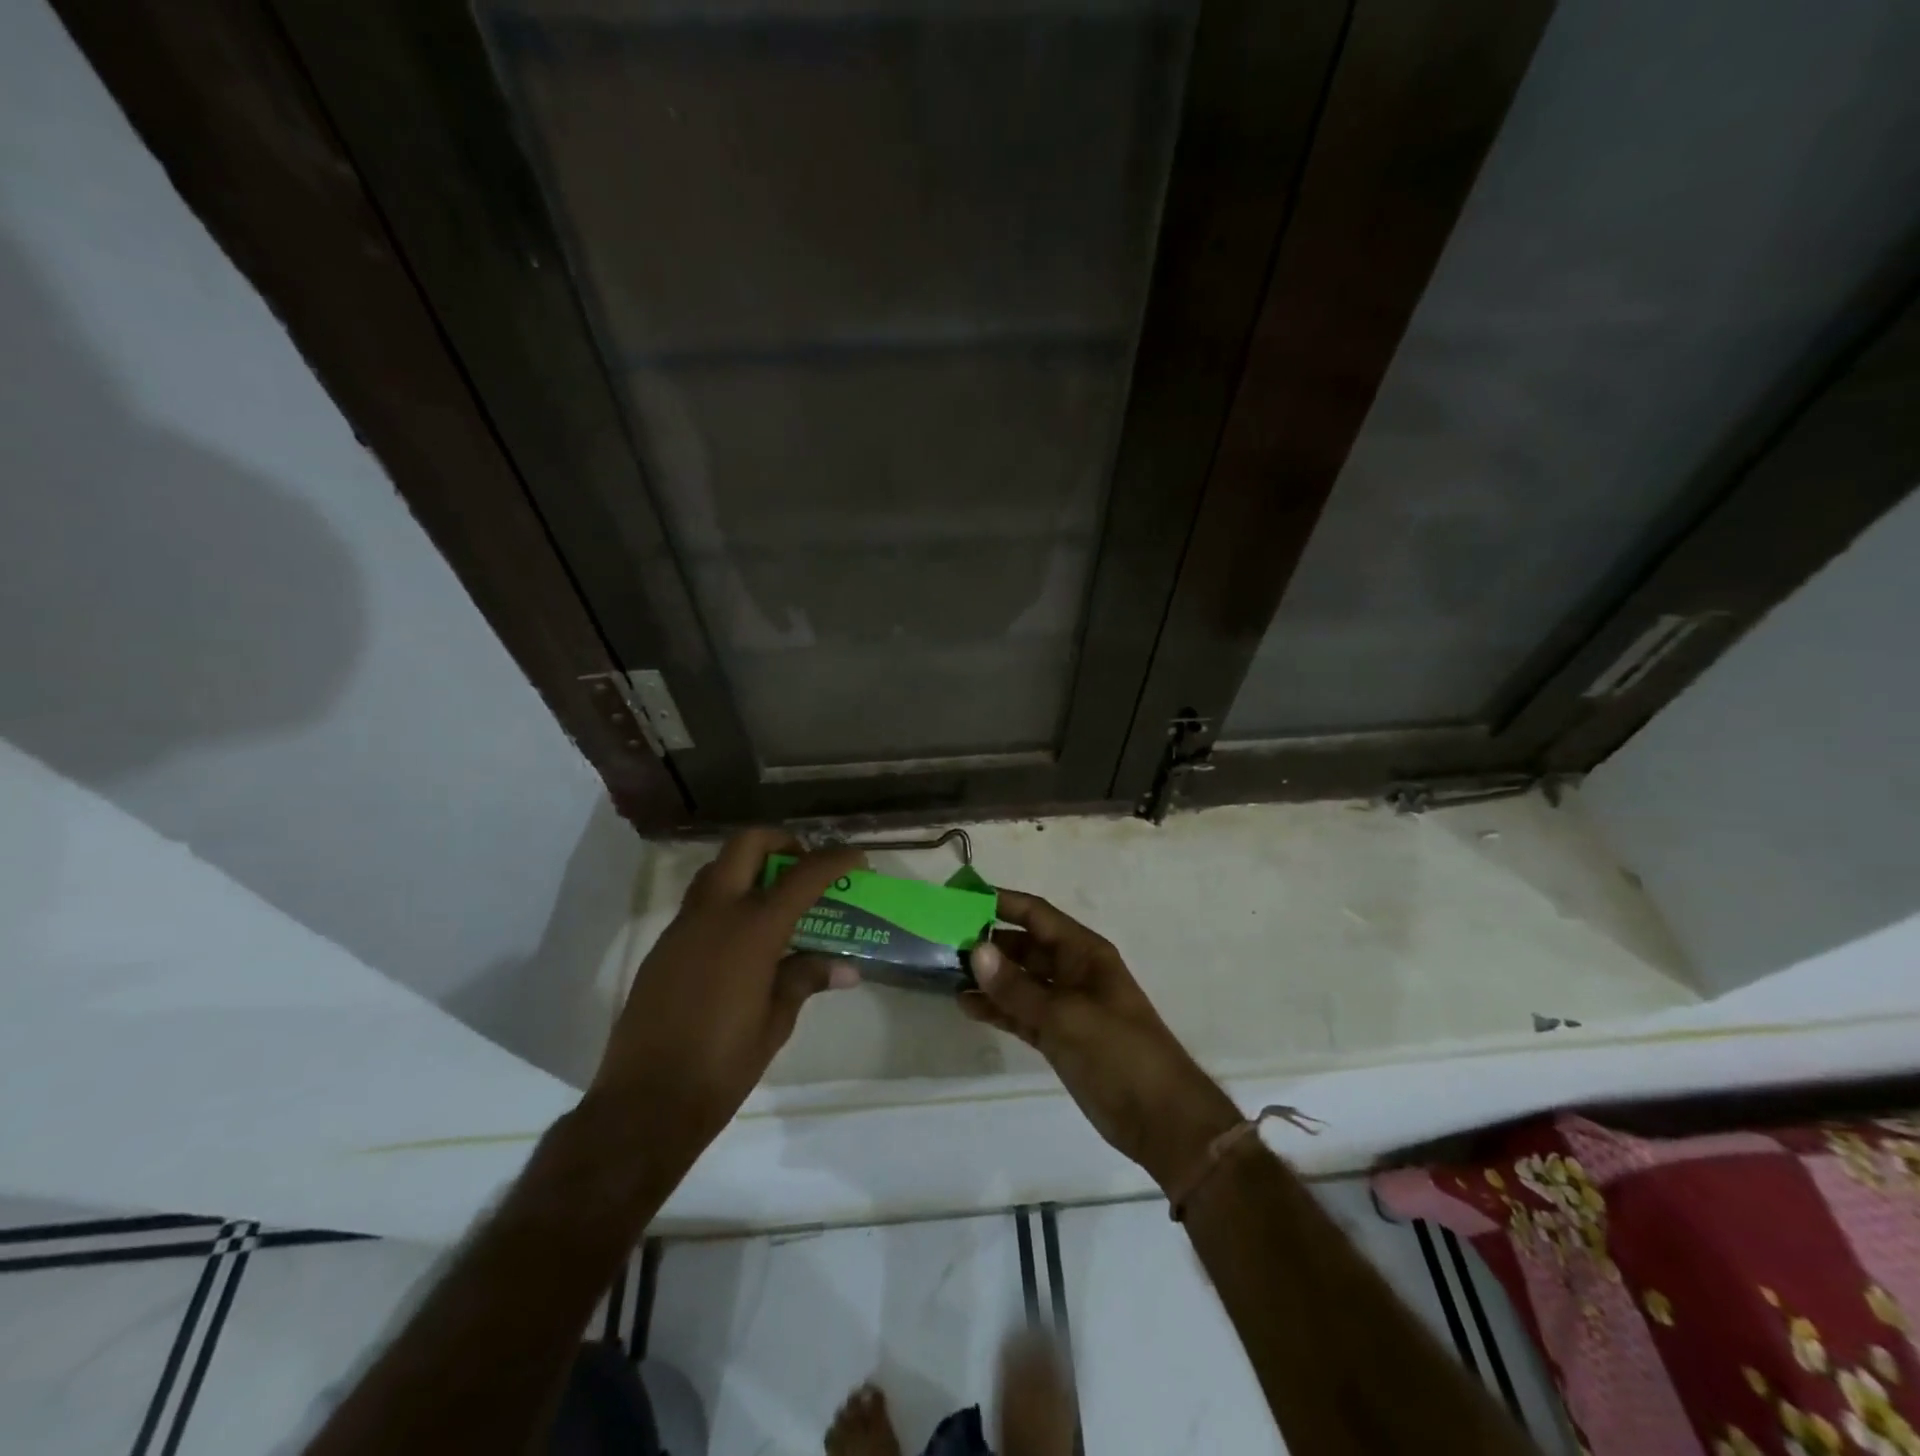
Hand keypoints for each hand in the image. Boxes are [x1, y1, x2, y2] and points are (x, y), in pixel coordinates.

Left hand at [589, 829, 862, 1164]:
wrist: (645, 1104)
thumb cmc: (723, 1065)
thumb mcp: (776, 1022)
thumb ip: (806, 979)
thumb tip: (845, 968)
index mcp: (753, 930)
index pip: (803, 875)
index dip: (834, 859)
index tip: (856, 858)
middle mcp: (715, 913)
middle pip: (747, 844)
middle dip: (781, 842)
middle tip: (803, 867)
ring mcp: (683, 927)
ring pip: (717, 869)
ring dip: (749, 867)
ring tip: (776, 900)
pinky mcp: (663, 947)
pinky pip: (699, 903)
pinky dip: (727, 900)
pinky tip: (742, 940)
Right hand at [960, 890, 1239, 1192]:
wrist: (1160, 1119)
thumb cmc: (1119, 1052)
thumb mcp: (1065, 1016)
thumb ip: (1017, 986)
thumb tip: (975, 950)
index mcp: (1083, 952)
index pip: (1036, 914)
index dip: (1000, 902)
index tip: (960, 899)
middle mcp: (1072, 971)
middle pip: (1024, 945)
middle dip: (987, 941)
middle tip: (942, 942)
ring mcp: (1065, 1005)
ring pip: (1019, 980)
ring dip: (988, 977)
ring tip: (946, 974)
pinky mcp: (1058, 1036)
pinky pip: (1021, 1012)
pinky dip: (997, 1008)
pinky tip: (966, 1006)